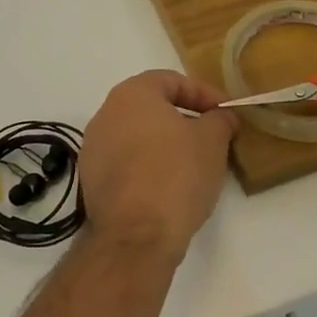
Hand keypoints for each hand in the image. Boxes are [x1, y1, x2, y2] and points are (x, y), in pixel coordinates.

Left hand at [81, 71, 237, 261]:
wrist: (136, 235)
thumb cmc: (176, 174)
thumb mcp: (212, 141)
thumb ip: (219, 120)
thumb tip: (221, 116)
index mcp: (131, 94)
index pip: (171, 80)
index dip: (204, 94)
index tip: (225, 113)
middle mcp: (105, 114)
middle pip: (152, 107)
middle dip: (184, 119)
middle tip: (212, 137)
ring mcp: (93, 148)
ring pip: (138, 136)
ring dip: (166, 144)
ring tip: (194, 164)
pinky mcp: (91, 180)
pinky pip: (126, 162)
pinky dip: (148, 166)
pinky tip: (169, 187)